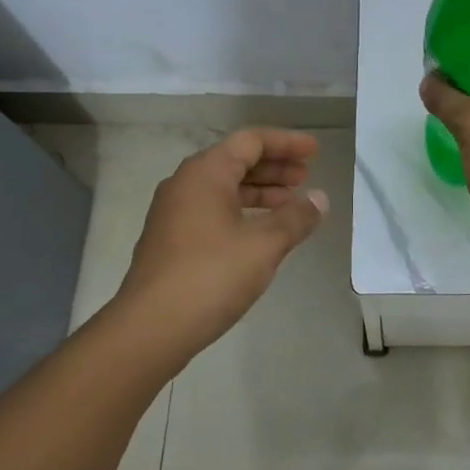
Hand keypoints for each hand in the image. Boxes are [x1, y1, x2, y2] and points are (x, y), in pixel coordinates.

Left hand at [114, 128, 327, 360]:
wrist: (150, 328)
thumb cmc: (211, 276)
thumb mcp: (264, 245)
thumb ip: (296, 218)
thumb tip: (320, 198)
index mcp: (205, 173)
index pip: (250, 141)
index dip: (286, 143)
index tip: (315, 152)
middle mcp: (185, 184)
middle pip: (235, 161)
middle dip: (274, 166)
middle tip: (306, 177)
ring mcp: (174, 213)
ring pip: (224, 188)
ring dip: (259, 190)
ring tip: (290, 203)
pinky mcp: (171, 240)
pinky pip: (213, 210)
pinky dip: (241, 210)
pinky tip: (261, 231)